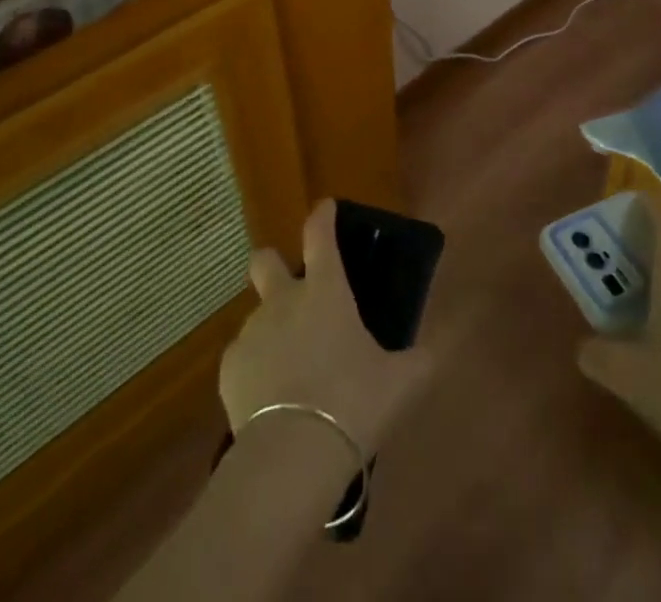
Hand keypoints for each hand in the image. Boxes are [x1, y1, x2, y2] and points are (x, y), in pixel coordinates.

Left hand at [220, 200, 432, 453]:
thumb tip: (431, 352)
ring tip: (292, 371)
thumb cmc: (352, 402)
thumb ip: (418, 361)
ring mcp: (251, 332)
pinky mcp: (229, 369)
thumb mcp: (400, 383)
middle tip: (292, 291)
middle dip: (273, 264)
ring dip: (272, 331)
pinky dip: (256, 371)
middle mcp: (283, 299)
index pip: (319, 234)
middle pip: (265, 260)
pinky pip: (244, 359)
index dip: (322, 215)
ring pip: (257, 316)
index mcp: (325, 290)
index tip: (326, 207)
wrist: (291, 454)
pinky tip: (272, 402)